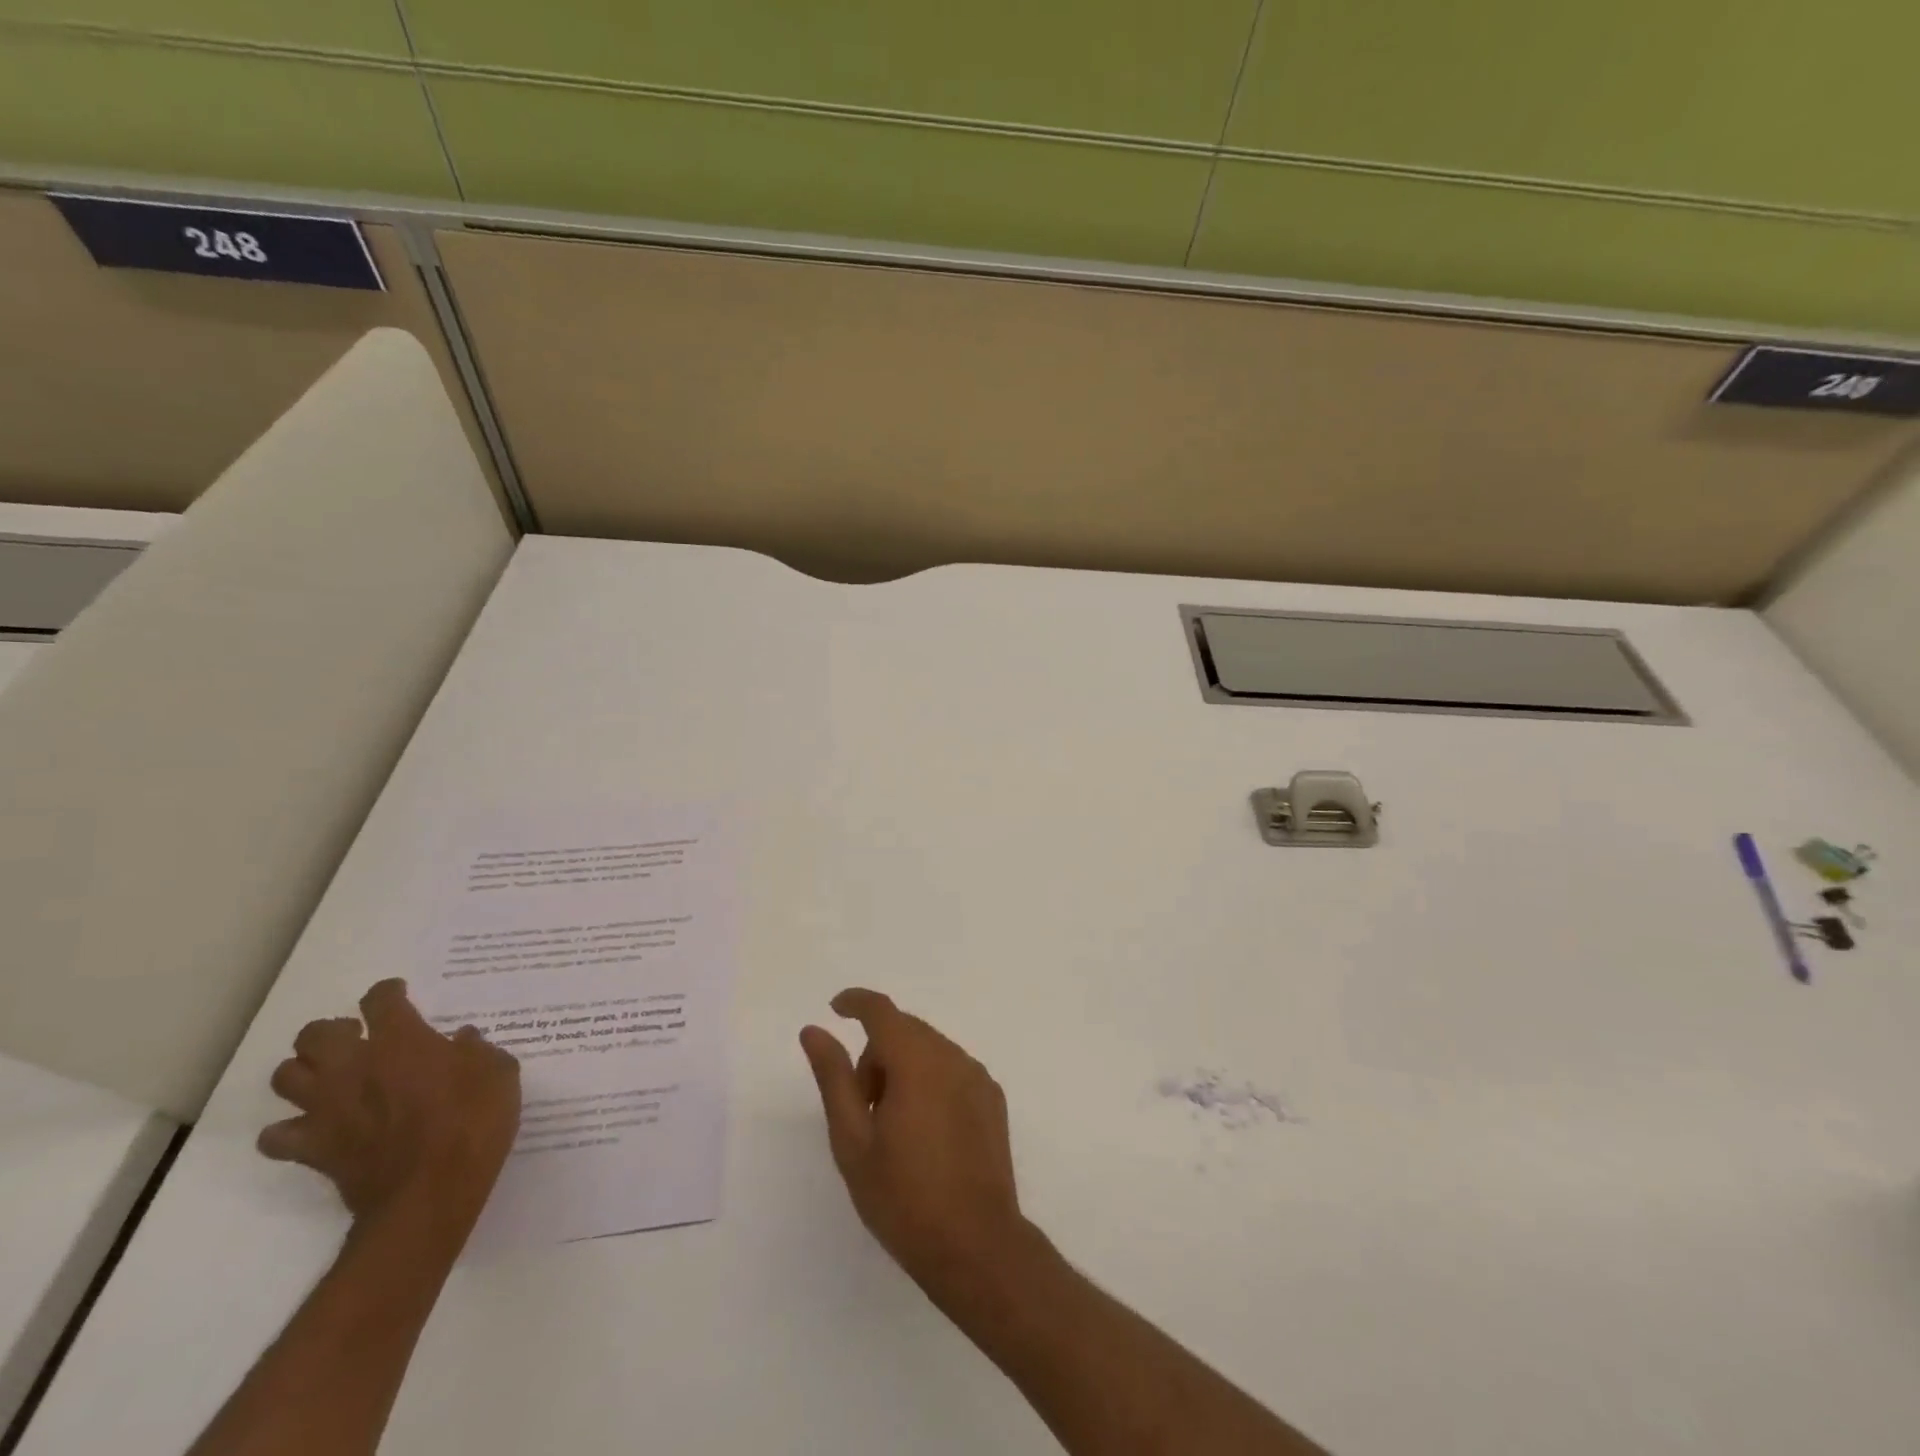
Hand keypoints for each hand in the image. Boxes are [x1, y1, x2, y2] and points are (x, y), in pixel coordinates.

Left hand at [259, 979, 521, 1236]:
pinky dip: (288, 1129)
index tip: (398, 995)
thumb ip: (478, 1050)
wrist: (431, 1193)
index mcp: (402, 1041)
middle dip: (332, 1030)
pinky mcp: (313, 1149)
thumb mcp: (499, 1073)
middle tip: (357, 1038)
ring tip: (330, 1077)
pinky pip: (278, 1135)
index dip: (388, 993)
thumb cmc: (473, 1122)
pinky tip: (313, 1127)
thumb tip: (461, 1040)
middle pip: (315, 1034)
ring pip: (286, 1077)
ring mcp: (327, 1109)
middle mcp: (354, 1067)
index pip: (380, 1000)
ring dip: (305, 1071)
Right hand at [800, 988, 1029, 1300]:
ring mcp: (978, 1077)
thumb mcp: (853, 1141)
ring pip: (929, 1050)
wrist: (976, 1245)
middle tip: (860, 1108)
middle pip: (905, 1031)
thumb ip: (834, 1077)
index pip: (882, 1011)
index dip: (856, 1002)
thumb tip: (815, 1030)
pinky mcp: (993, 1099)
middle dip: (876, 1054)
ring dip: (903, 1068)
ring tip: (892, 1128)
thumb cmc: (903, 1197)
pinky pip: (952, 1070)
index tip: (835, 1008)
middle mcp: (952, 1056)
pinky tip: (925, 1133)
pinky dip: (930, 1081)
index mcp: (917, 1061)